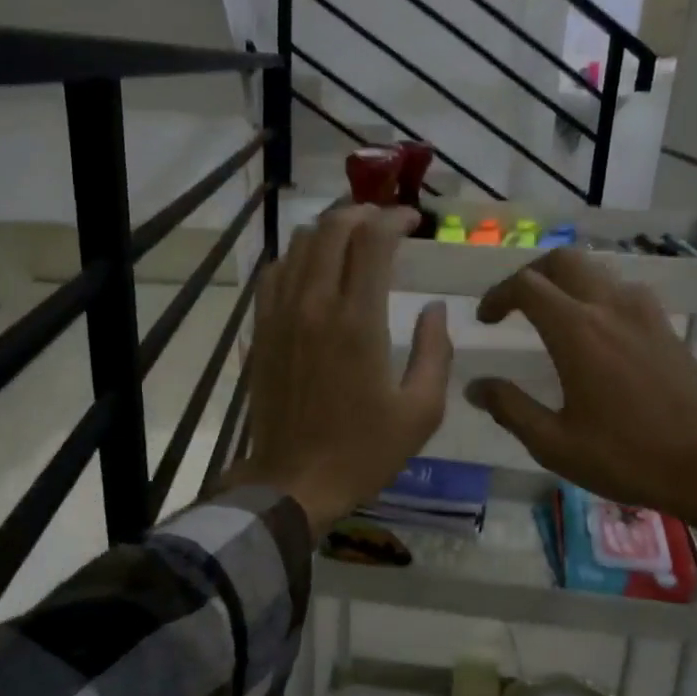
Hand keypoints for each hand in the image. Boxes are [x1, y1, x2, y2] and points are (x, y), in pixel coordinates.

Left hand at [232, 205, 452, 536]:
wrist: (293, 482)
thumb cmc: (363, 452)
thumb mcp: (421, 411)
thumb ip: (434, 352)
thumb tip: (434, 309)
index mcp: (357, 321)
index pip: (372, 239)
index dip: (395, 218)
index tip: (414, 220)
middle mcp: (314, 304)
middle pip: (332, 228)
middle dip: (363, 213)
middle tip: (385, 223)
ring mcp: (281, 315)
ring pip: (299, 243)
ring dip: (329, 230)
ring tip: (353, 239)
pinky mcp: (261, 330)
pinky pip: (274, 273)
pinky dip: (297, 257)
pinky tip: (313, 270)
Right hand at [465, 250, 696, 574]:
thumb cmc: (627, 457)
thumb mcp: (555, 443)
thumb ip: (510, 408)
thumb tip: (476, 386)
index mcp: (576, 330)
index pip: (526, 285)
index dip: (497, 295)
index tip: (485, 320)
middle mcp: (609, 306)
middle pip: (563, 260)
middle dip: (531, 274)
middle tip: (514, 304)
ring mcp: (644, 312)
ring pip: (596, 270)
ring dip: (565, 281)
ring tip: (550, 315)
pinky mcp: (665, 326)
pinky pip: (621, 290)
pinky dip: (595, 295)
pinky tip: (593, 333)